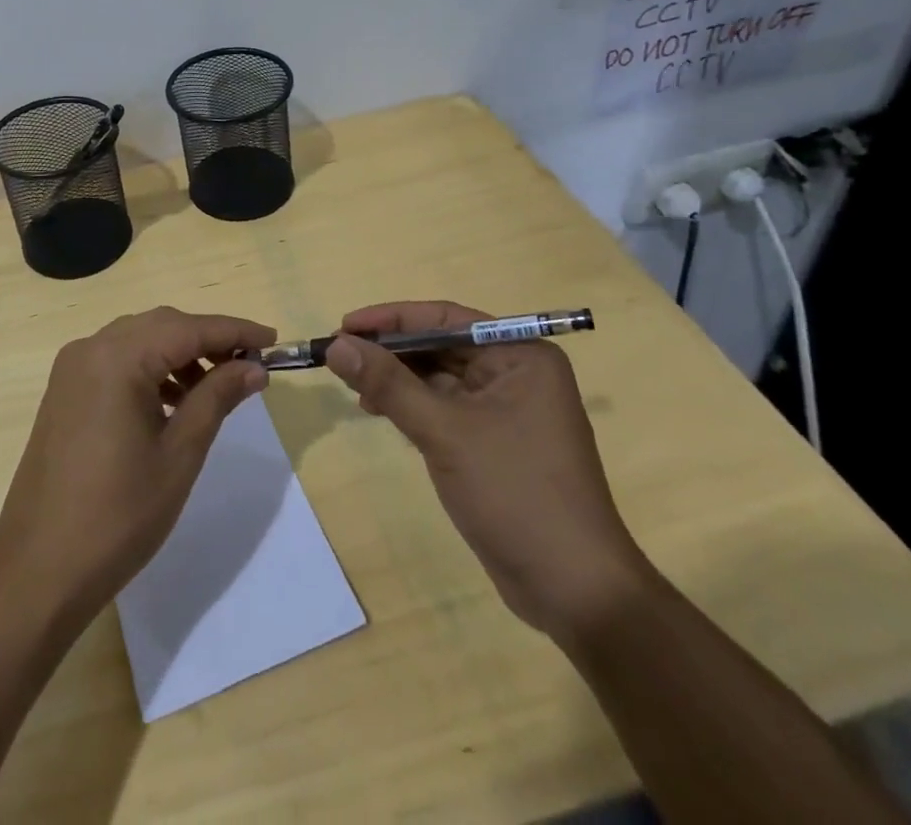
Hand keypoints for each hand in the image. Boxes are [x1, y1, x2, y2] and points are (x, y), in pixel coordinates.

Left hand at [0, 307, 272, 615]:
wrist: (38, 569)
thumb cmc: (118, 515)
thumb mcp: (179, 455)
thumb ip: (216, 398)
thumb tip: (254, 366)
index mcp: (117, 358)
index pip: (188, 328)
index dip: (234, 331)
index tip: (273, 340)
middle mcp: (90, 348)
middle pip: (161, 326)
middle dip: (207, 339)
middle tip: (248, 365)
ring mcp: (72, 369)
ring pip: (138, 340)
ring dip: (178, 354)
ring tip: (214, 388)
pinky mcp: (65, 391)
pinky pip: (116, 361)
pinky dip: (150, 369)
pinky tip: (173, 402)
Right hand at [325, 300, 649, 639]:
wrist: (575, 591)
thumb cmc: (515, 493)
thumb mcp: (444, 432)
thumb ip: (388, 384)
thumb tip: (336, 346)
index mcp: (520, 355)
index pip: (445, 318)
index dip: (390, 319)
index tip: (344, 326)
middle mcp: (517, 372)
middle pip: (441, 345)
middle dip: (390, 351)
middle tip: (341, 356)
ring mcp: (508, 408)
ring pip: (439, 376)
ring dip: (397, 379)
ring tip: (354, 388)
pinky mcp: (495, 440)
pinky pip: (445, 406)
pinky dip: (412, 405)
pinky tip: (380, 410)